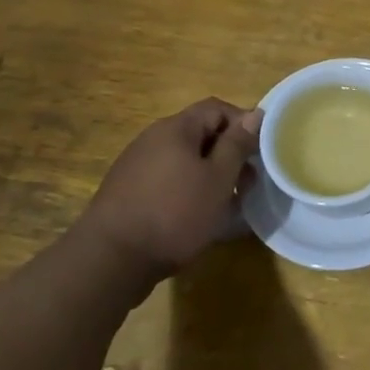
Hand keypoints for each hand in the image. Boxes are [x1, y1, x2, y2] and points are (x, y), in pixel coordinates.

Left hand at [80, 98, 261, 274]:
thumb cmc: (174, 214)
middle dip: (228, 154)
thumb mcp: (218, 179)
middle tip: (246, 184)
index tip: (260, 152)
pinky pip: (167, 180)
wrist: (109, 261)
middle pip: (200, 134)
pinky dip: (187, 190)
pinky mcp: (127, 192)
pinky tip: (195, 218)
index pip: (217, 108)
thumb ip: (237, 145)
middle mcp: (153, 138)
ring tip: (225, 205)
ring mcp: (136, 165)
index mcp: (176, 128)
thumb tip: (255, 114)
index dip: (243, 124)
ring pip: (184, 160)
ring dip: (209, 175)